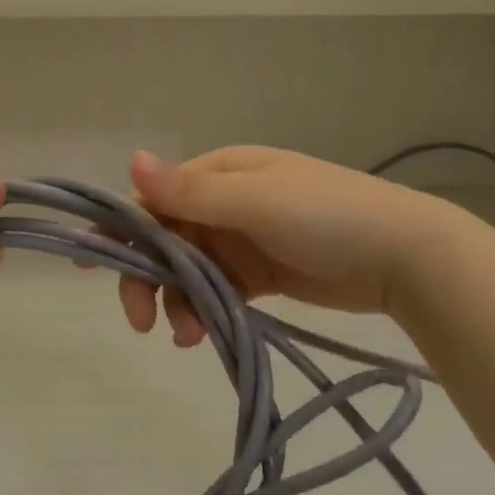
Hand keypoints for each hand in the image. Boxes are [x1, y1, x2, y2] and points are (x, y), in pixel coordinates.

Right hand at [118, 147, 464, 345]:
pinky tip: (202, 335)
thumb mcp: (255, 201)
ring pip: (188, 270)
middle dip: (146, 277)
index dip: (120, 229)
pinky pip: (216, 290)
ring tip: (185, 335)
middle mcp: (224, 203)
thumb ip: (189, 191)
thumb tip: (131, 159)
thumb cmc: (326, 216)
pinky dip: (203, 310)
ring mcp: (243, 239)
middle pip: (165, 239)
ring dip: (177, 301)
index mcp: (220, 173)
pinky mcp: (261, 274)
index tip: (89, 262)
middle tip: (138, 320)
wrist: (406, 257)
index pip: (154, 199)